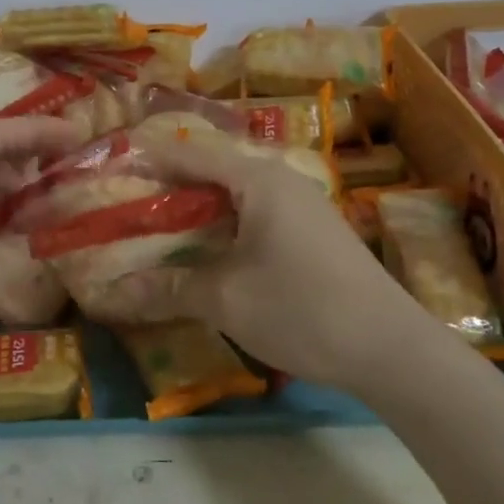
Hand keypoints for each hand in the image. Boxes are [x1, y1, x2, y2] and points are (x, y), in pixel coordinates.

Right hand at [139, 128, 430, 387]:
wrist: (391, 349)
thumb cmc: (302, 309)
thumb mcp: (225, 299)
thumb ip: (167, 288)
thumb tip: (112, 296)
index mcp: (257, 179)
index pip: (189, 154)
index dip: (148, 161)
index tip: (111, 173)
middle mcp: (280, 180)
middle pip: (212, 171)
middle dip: (168, 189)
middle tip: (127, 208)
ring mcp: (302, 206)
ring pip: (235, 195)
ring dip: (197, 211)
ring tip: (158, 231)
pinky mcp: (313, 232)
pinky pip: (255, 215)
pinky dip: (224, 227)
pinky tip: (208, 254)